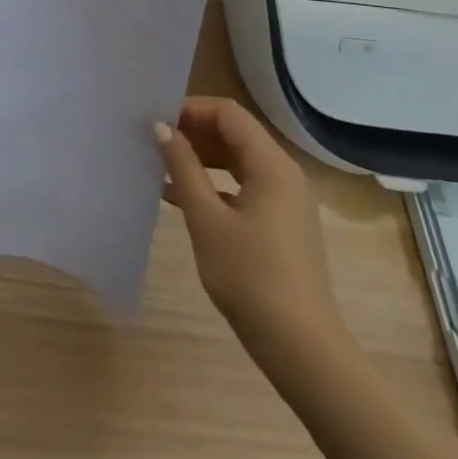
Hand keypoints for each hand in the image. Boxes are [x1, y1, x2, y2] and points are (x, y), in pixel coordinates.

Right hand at [155, 97, 345, 360]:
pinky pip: (245, 187)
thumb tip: (161, 127)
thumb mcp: (206, 218)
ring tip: (163, 168)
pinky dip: (216, 185)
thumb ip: (183, 167)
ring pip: (239, 161)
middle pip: (235, 134)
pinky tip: (182, 200)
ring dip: (202, 159)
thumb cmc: (249, 276)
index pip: (228, 113)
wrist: (301, 348)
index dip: (191, 110)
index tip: (158, 122)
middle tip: (156, 143)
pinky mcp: (283, 225)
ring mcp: (287, 201)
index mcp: (271, 164)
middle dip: (194, 133)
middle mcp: (284, 174)